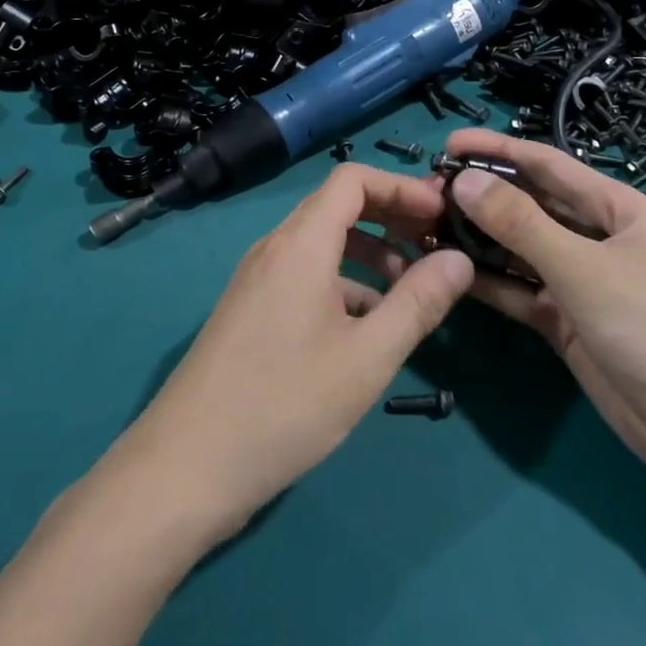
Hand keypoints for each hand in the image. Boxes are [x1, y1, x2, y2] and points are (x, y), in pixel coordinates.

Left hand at [114, 163, 473, 541]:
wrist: (186, 465)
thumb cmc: (284, 404)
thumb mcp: (366, 357)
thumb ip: (417, 303)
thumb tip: (459, 259)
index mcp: (300, 244)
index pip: (352, 180)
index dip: (401, 187)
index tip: (442, 215)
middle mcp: (274, 249)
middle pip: (337, 207)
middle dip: (391, 218)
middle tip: (436, 247)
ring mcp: (257, 279)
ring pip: (321, 244)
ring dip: (369, 254)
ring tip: (411, 290)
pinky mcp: (250, 310)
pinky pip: (304, 275)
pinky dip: (342, 283)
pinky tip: (368, 326)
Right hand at [440, 129, 645, 503]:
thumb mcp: (583, 269)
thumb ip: (520, 224)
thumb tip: (463, 179)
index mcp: (617, 209)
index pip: (547, 165)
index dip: (498, 151)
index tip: (448, 144)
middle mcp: (597, 238)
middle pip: (530, 205)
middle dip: (482, 196)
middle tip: (427, 192)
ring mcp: (580, 282)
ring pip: (519, 249)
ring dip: (478, 239)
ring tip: (426, 228)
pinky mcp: (565, 321)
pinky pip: (519, 290)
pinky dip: (488, 281)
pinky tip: (448, 272)